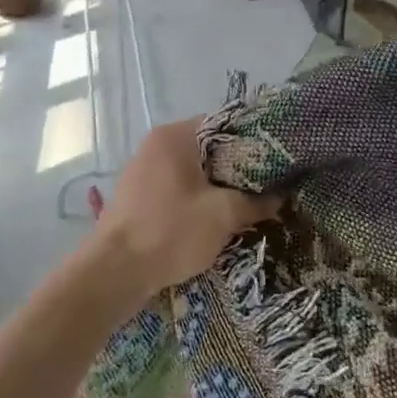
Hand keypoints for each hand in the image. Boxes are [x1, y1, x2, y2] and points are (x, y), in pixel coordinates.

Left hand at [94, 118, 278, 301]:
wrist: (115, 271)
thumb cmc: (171, 230)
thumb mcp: (223, 214)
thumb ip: (256, 200)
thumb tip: (281, 196)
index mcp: (175, 136)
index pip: (224, 125)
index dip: (253, 143)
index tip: (276, 163)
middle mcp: (156, 145)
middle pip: (208, 150)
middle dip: (237, 170)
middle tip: (267, 189)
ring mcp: (143, 171)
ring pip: (193, 173)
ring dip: (218, 189)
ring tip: (248, 207)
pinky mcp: (138, 197)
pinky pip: (177, 191)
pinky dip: (197, 201)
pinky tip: (216, 221)